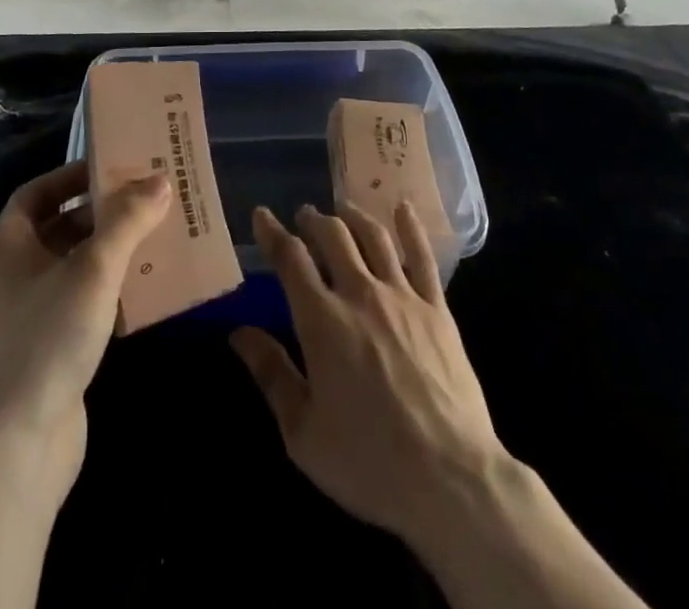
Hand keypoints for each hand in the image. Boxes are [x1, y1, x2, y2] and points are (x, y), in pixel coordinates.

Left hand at [0, 160, 168, 472]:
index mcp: (8, 243)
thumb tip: (160, 181)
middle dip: (104, 213)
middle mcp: (12, 271)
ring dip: (111, 251)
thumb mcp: (94, 269)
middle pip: (61, 226)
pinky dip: (110, 289)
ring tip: (156, 237)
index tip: (115, 166)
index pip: (40, 191)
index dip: (75, 175)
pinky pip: (81, 301)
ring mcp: (27, 312)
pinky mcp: (46, 347)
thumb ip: (128, 221)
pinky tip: (146, 290)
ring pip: (74, 265)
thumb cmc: (47, 337)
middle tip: (148, 199)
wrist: (17, 445)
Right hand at [231, 201, 505, 547]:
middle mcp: (360, 294)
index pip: (290, 259)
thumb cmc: (368, 462)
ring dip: (353, 216)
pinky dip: (411, 227)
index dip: (272, 232)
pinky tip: (403, 208)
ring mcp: (403, 297)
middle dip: (314, 220)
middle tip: (305, 216)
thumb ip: (271, 374)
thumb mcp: (303, 432)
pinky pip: (423, 257)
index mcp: (322, 321)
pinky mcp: (437, 309)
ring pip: (374, 237)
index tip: (262, 214)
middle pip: (333, 236)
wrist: (450, 479)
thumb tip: (238, 332)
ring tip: (342, 210)